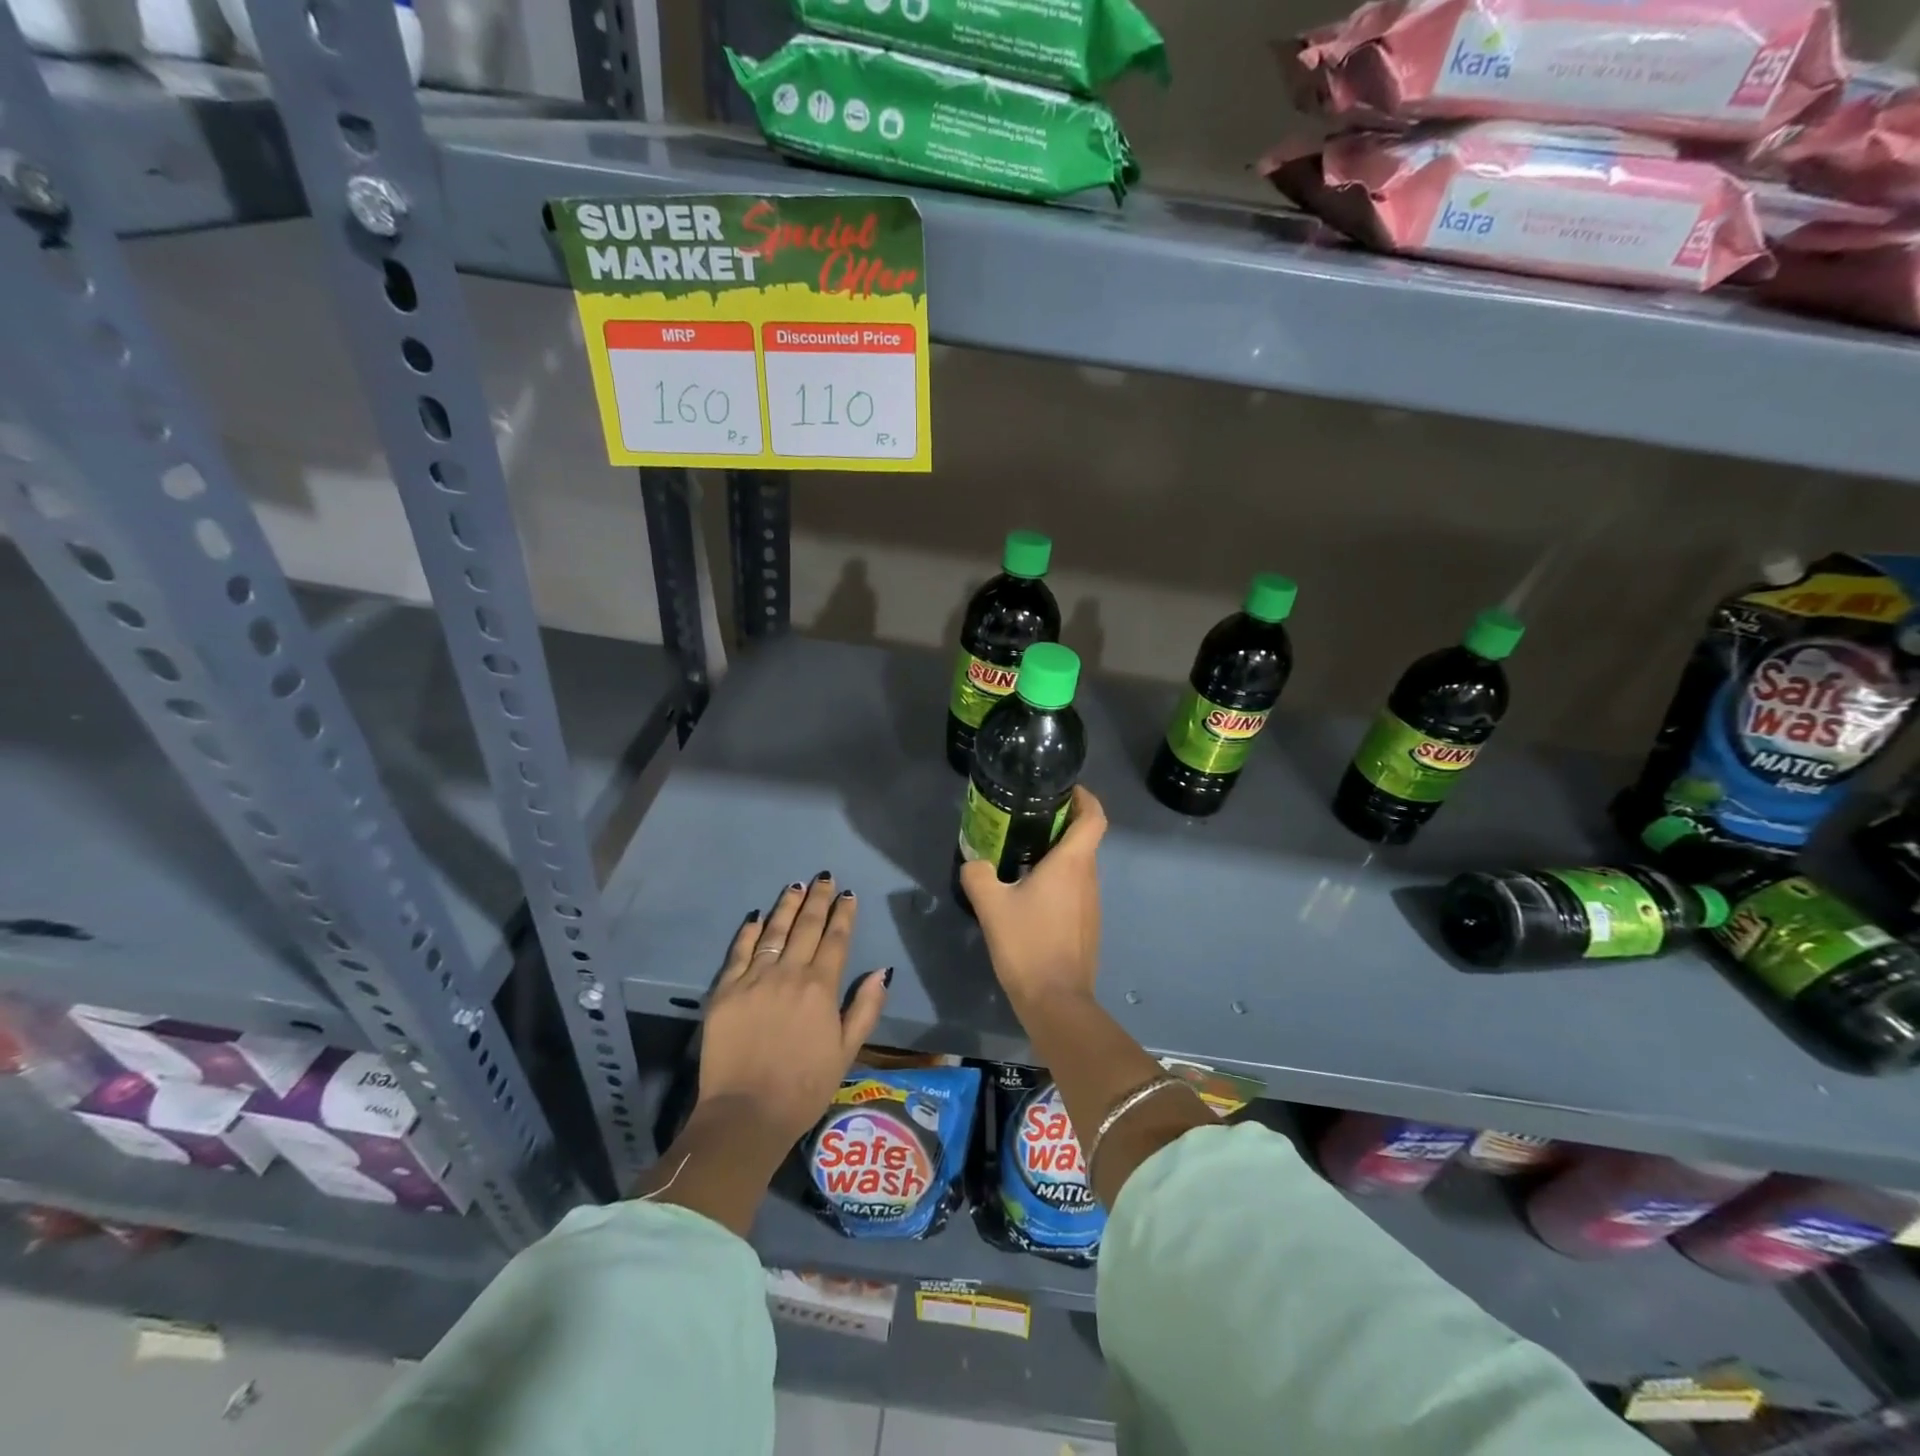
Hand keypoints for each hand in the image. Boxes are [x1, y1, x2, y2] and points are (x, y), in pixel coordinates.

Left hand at [696, 873, 891, 1148]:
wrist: (746, 1113)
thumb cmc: (804, 1087)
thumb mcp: (847, 1051)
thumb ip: (865, 1008)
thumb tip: (882, 970)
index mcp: (821, 987)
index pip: (836, 940)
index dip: (843, 914)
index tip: (848, 895)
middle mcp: (789, 973)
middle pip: (806, 927)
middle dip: (818, 900)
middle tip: (824, 878)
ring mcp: (754, 979)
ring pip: (774, 931)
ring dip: (787, 906)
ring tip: (795, 886)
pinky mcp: (725, 990)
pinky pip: (739, 952)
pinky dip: (749, 932)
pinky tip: (757, 916)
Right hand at [960, 785, 1105, 1012]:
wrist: (1056, 1000)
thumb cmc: (1027, 944)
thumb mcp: (991, 905)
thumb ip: (978, 875)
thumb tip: (974, 862)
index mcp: (1072, 863)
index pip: (1094, 816)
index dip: (1085, 797)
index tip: (1064, 790)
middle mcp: (1089, 877)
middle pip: (1085, 838)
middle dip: (1062, 823)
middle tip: (1028, 819)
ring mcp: (1091, 903)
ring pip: (1079, 865)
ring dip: (1058, 853)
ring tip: (1022, 853)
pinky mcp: (1087, 924)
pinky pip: (1076, 888)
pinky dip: (1058, 879)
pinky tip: (1029, 893)